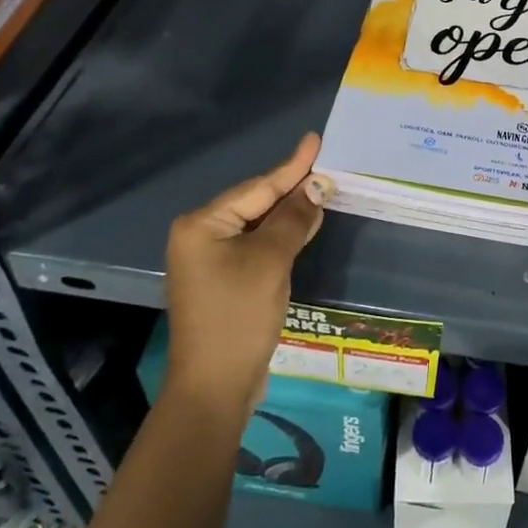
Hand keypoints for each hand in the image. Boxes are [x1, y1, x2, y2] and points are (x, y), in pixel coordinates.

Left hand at [165, 133, 327, 414]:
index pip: (258, 187)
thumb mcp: (271, 260)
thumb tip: (316, 187)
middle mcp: (201, 236)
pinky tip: (304, 227)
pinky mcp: (223, 281)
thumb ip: (293, 218)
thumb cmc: (239, 316)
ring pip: (258, 226)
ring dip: (289, 214)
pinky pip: (256, 247)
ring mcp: (210, 260)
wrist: (215, 388)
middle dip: (292, 189)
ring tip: (321, 191)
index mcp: (202, 224)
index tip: (314, 139)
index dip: (292, 166)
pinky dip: (281, 238)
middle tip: (326, 166)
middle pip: (255, 203)